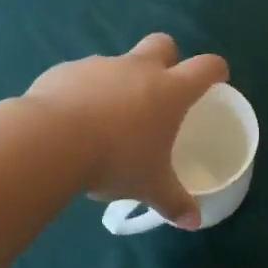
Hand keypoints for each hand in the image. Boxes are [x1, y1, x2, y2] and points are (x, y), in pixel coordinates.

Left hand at [25, 34, 227, 227]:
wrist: (51, 140)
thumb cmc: (116, 160)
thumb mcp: (150, 187)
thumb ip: (174, 202)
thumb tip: (194, 222)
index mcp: (170, 91)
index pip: (206, 67)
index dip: (215, 70)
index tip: (216, 80)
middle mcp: (138, 69)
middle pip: (163, 44)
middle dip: (167, 59)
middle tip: (160, 90)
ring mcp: (100, 65)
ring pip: (118, 63)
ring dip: (119, 82)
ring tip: (107, 119)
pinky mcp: (66, 70)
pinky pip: (81, 76)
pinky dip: (83, 92)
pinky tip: (72, 121)